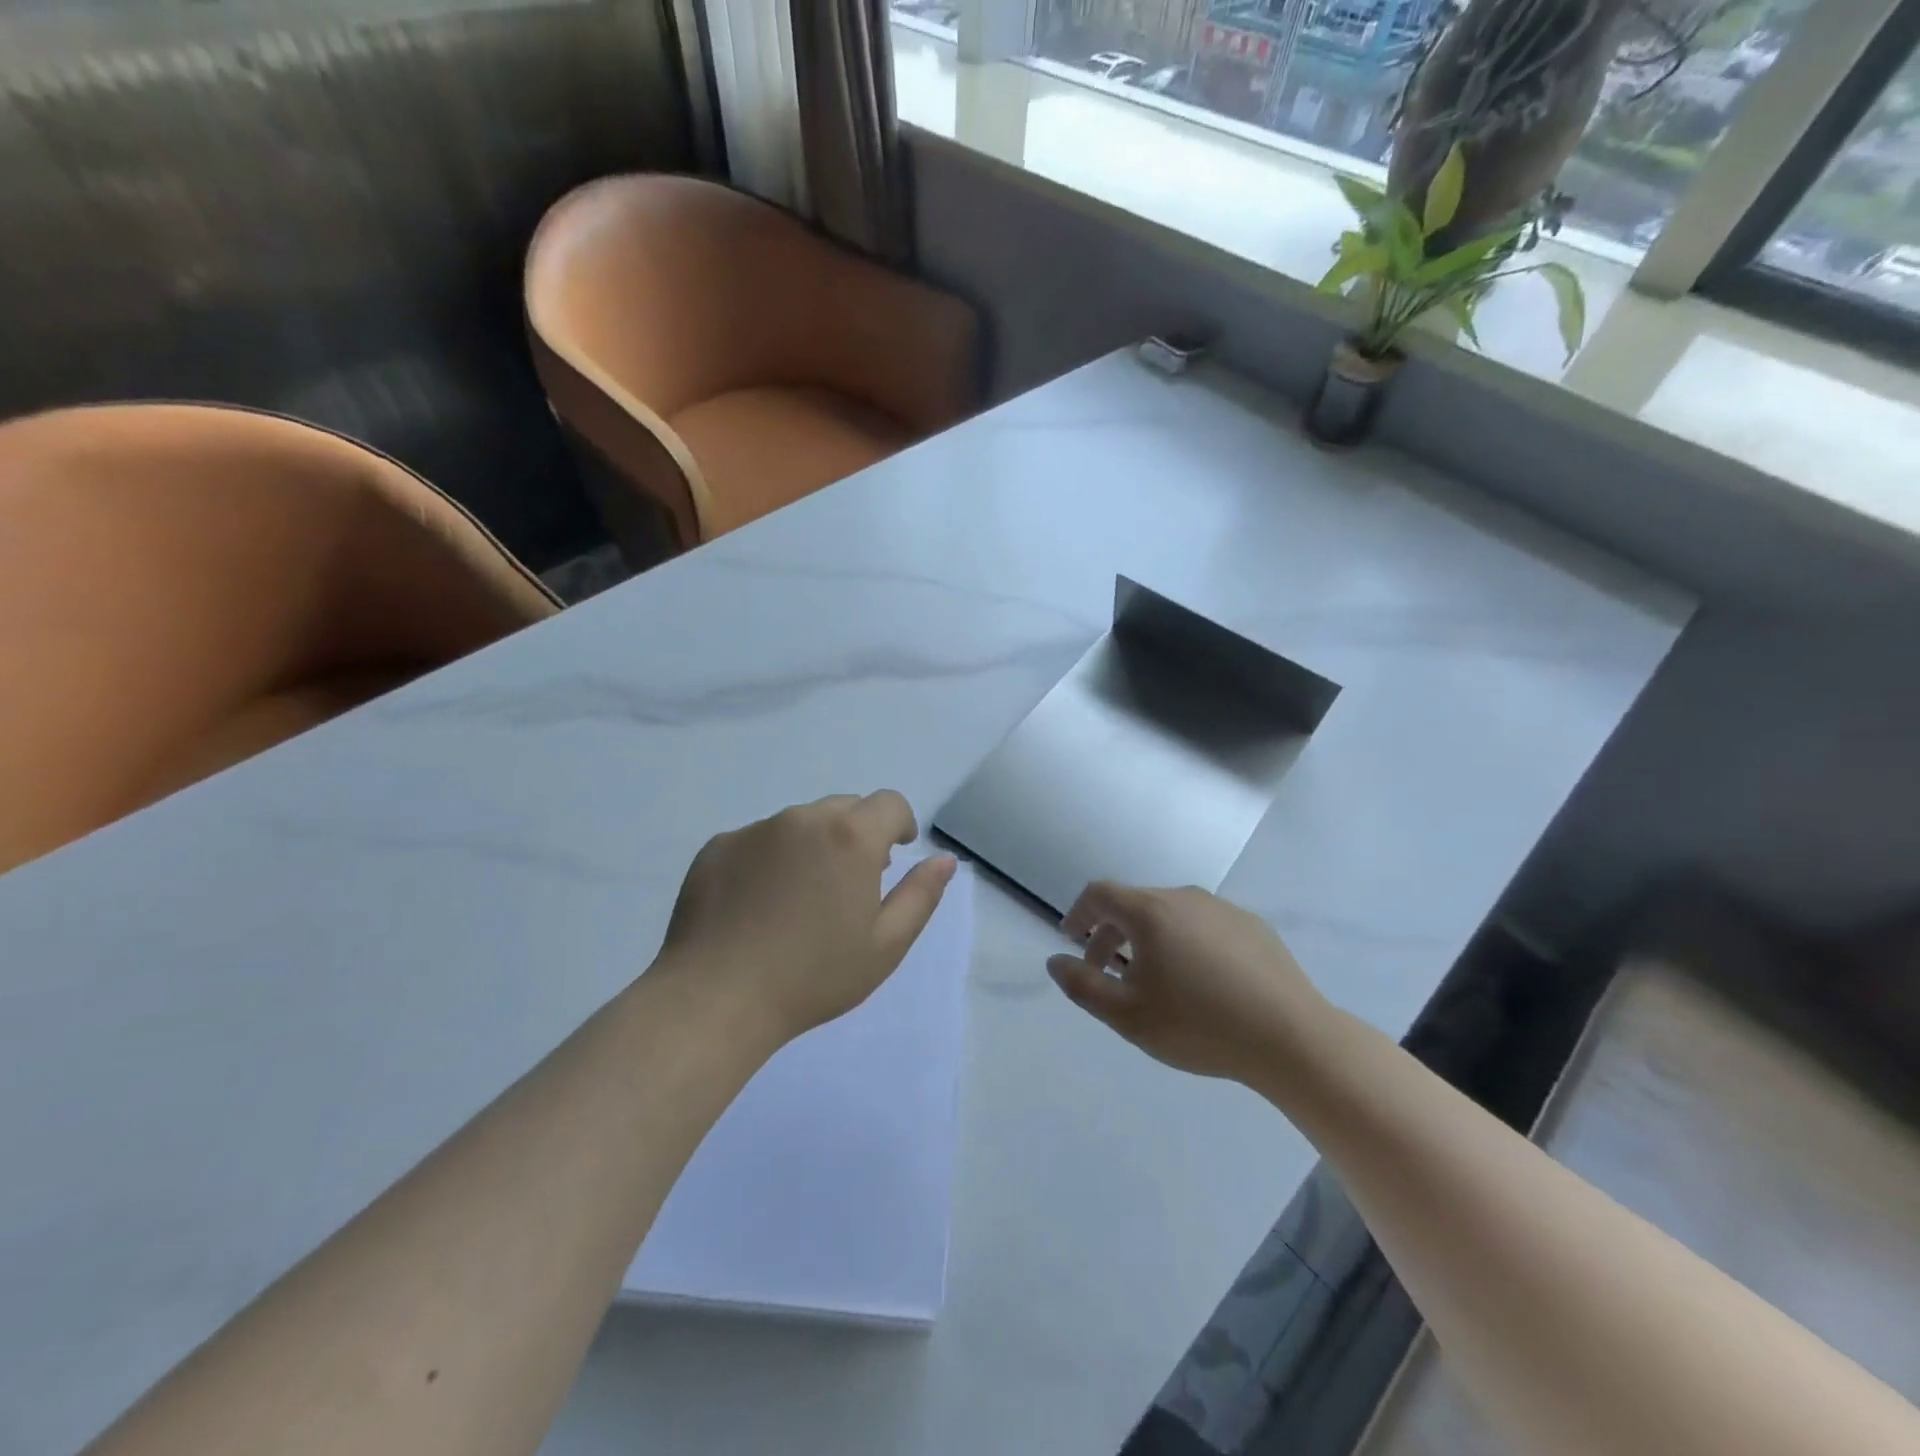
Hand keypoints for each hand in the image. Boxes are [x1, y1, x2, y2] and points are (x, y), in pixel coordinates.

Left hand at [658, 791, 956, 1043]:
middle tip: (850, 884)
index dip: (899, 824)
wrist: (715, 999)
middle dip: (857, 834)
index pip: (889, 803)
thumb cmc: (813, 977)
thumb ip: (921, 894)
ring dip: (813, 845)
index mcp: (851, 836)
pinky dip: (769, 859)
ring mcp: (755, 830)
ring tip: (800, 899)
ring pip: (799, 823)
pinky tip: (757, 906)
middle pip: (844, 808)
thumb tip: (944, 859)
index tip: (895, 854)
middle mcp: (803, 818)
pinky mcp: (718, 846)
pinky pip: (758, 840)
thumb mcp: (885, 945)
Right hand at [1048, 883, 1329, 1084]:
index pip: (1100, 894)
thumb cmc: (1201, 1026)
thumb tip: (1056, 960)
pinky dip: (1186, 943)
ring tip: (1154, 980)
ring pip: (1171, 914)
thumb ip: (1083, 986)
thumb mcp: (1128, 1016)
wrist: (1293, 1039)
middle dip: (1110, 933)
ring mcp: (1224, 909)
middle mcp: (1185, 898)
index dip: (1078, 913)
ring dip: (1149, 939)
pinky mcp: (1254, 927)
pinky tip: (1200, 981)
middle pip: (1135, 904)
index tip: (1070, 939)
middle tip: (1106, 973)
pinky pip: (1204, 925)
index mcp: (1151, 912)